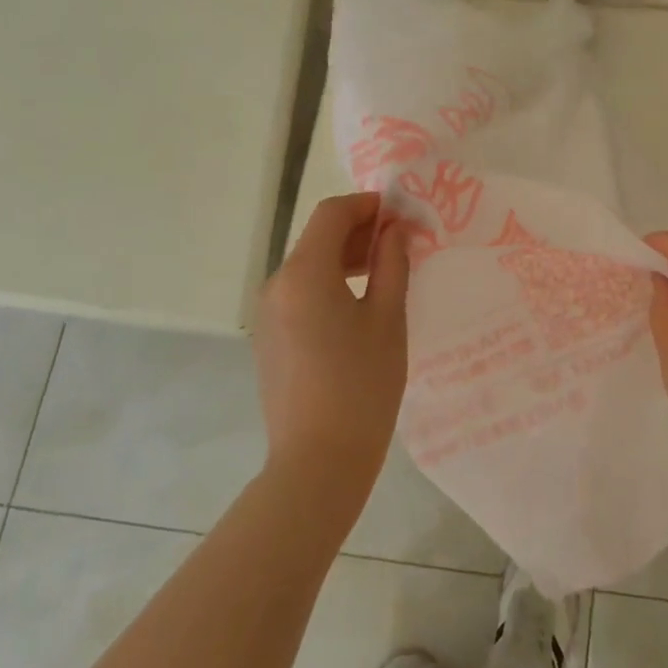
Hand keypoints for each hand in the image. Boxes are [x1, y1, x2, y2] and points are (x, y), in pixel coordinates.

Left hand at [253, 193, 410, 512]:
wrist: (317, 461)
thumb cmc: (362, 385)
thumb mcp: (387, 318)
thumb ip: (391, 264)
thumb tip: (394, 229)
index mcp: (304, 273)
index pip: (331, 214)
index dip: (366, 205)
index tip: (400, 215)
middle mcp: (277, 285)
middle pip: (317, 238)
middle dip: (358, 232)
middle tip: (400, 244)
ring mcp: (267, 313)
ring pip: (308, 266)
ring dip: (344, 258)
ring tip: (384, 273)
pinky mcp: (269, 338)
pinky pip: (300, 293)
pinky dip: (328, 284)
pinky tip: (358, 306)